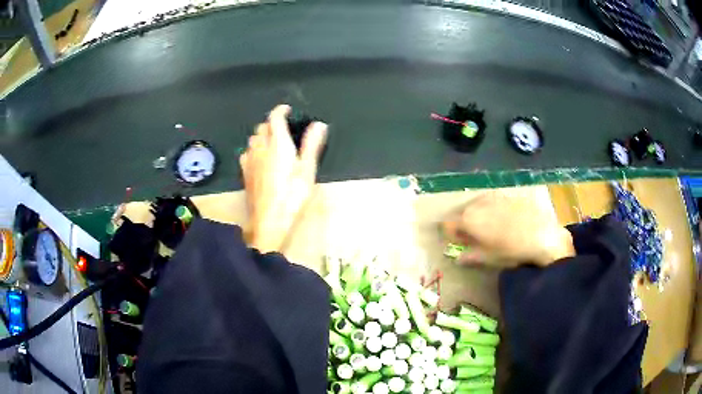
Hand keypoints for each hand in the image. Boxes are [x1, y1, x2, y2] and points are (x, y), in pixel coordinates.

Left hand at [240, 105, 327, 252]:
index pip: (274, 118)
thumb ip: (312, 145)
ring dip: (262, 134)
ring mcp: (250, 160)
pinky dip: (254, 148)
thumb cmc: (292, 196)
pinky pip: (247, 152)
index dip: (280, 110)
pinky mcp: (245, 173)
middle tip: (283, 127)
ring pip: (253, 139)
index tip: (287, 109)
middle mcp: (260, 148)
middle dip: (271, 122)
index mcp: (277, 144)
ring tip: (272, 140)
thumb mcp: (307, 170)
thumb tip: (319, 124)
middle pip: (262, 127)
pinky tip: (260, 157)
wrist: (268, 221)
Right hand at [442, 191, 574, 267]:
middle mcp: (478, 204)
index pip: (448, 224)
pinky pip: (492, 202)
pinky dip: (492, 211)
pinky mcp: (508, 196)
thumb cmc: (511, 250)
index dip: (450, 235)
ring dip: (478, 216)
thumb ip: (470, 256)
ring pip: (477, 206)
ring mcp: (494, 197)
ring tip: (489, 230)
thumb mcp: (488, 258)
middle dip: (463, 225)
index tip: (457, 244)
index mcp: (469, 220)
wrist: (542, 235)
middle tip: (472, 239)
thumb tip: (458, 258)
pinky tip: (504, 222)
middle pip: (462, 213)